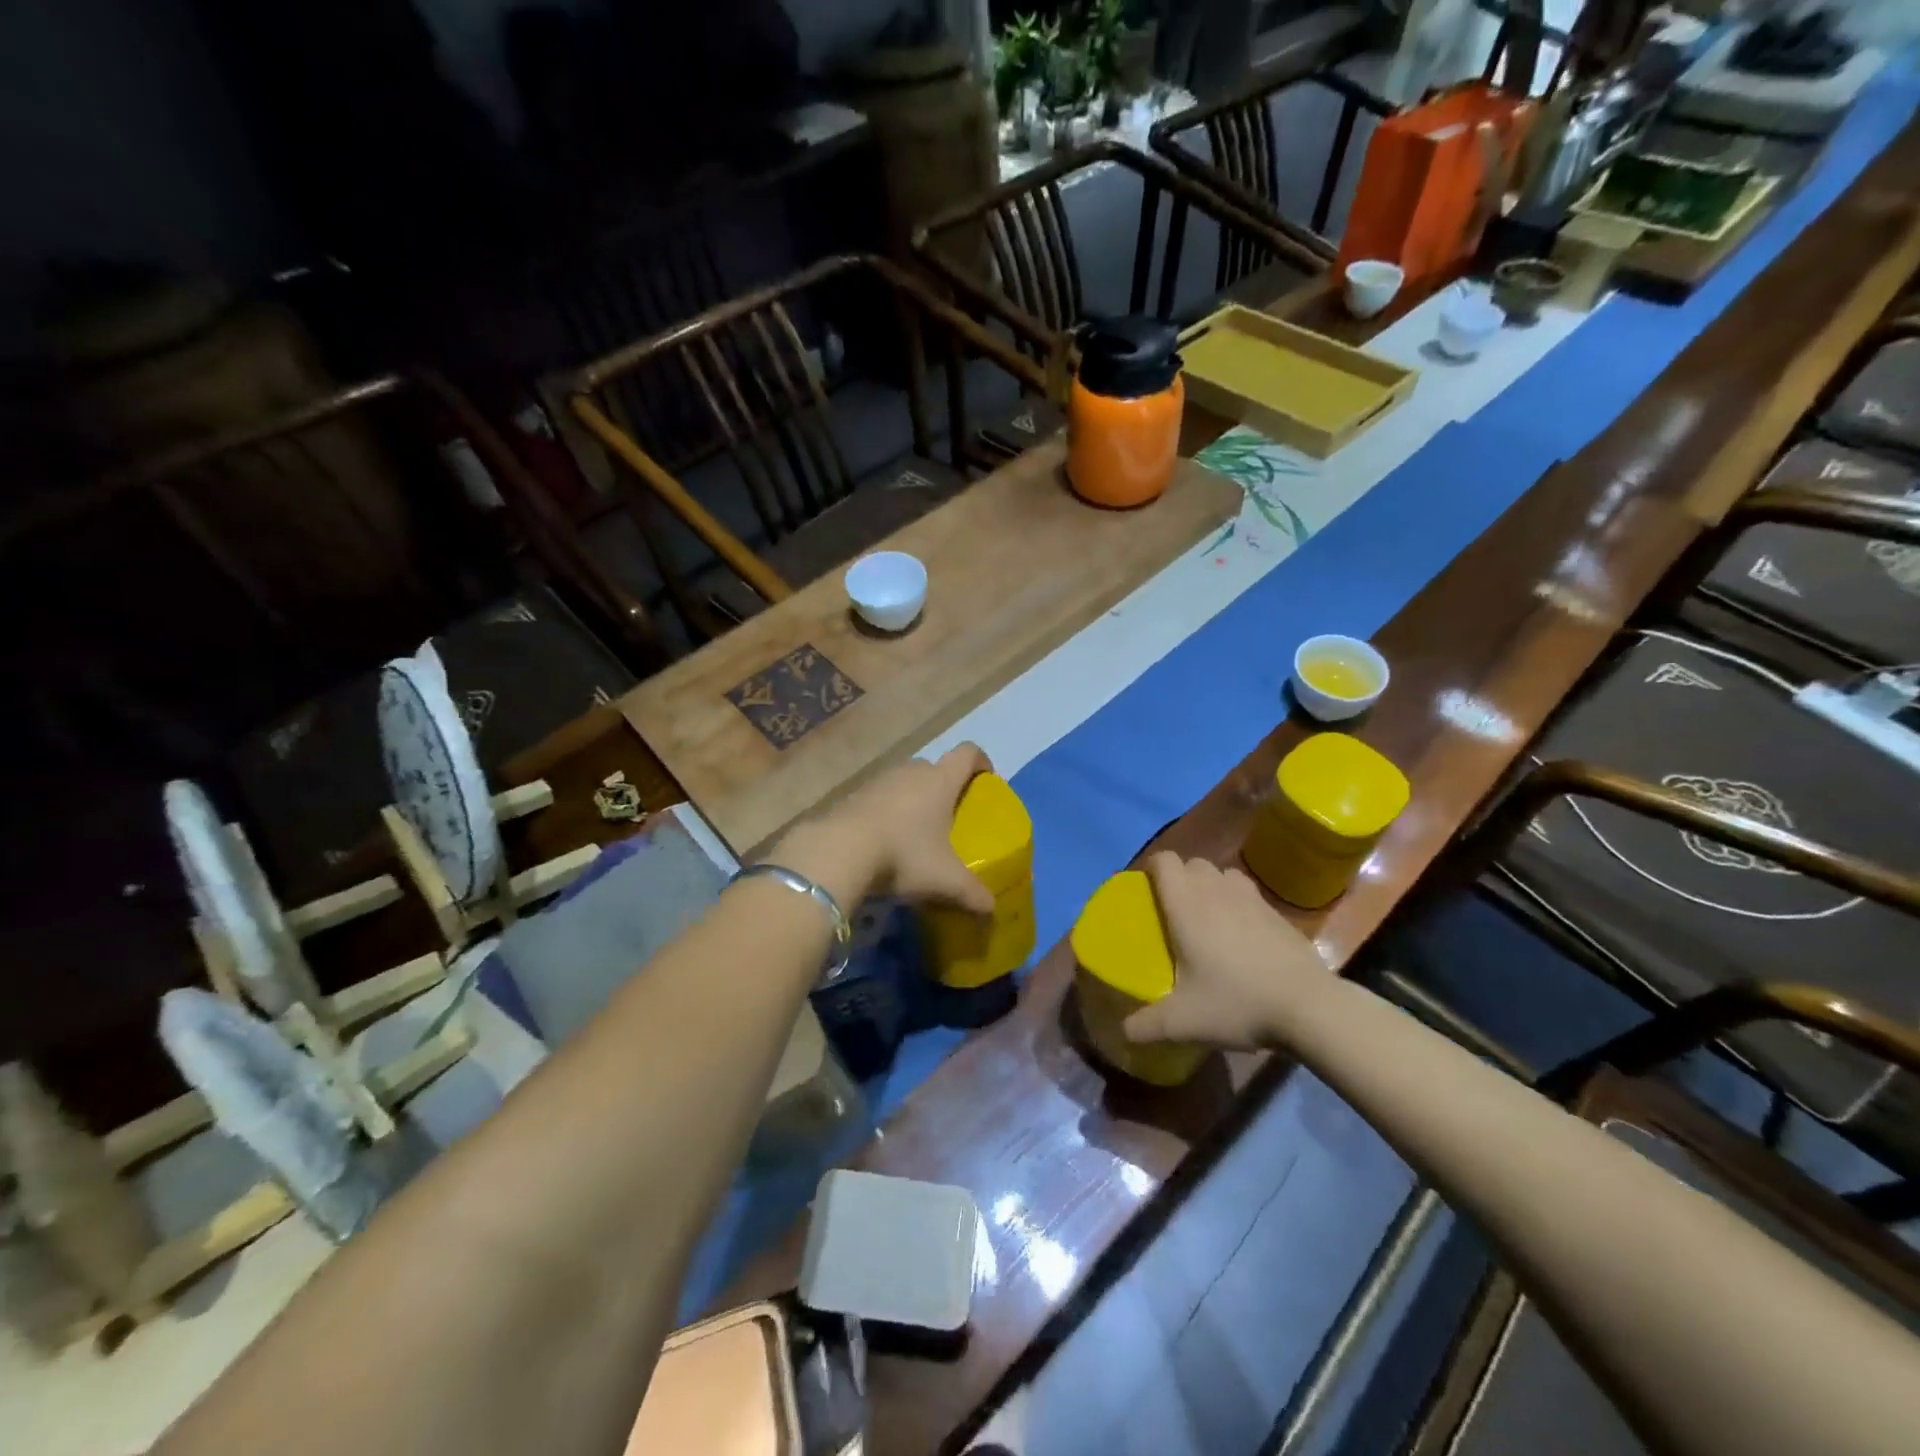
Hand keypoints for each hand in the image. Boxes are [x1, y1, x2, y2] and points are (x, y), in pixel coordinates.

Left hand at [808, 743, 997, 914]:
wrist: (838, 852)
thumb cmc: (904, 854)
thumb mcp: (945, 880)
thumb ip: (972, 893)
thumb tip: (991, 910)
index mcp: (940, 780)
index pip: (968, 753)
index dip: (981, 762)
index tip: (986, 783)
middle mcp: (911, 771)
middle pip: (935, 769)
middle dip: (945, 789)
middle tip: (951, 820)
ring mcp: (879, 781)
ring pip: (905, 783)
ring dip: (914, 802)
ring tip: (917, 835)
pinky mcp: (852, 795)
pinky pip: (880, 798)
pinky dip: (888, 814)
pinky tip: (885, 843)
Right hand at [1123, 852, 1328, 1050]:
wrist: (1309, 1007)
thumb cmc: (1237, 1003)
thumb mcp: (1183, 1023)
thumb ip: (1146, 1026)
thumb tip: (1124, 1031)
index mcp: (1187, 905)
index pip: (1164, 861)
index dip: (1151, 868)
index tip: (1145, 891)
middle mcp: (1216, 891)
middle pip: (1193, 863)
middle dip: (1180, 878)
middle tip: (1174, 911)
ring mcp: (1251, 898)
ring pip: (1223, 874)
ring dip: (1211, 886)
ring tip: (1208, 917)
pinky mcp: (1277, 912)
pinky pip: (1248, 893)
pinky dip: (1238, 903)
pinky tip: (1241, 935)